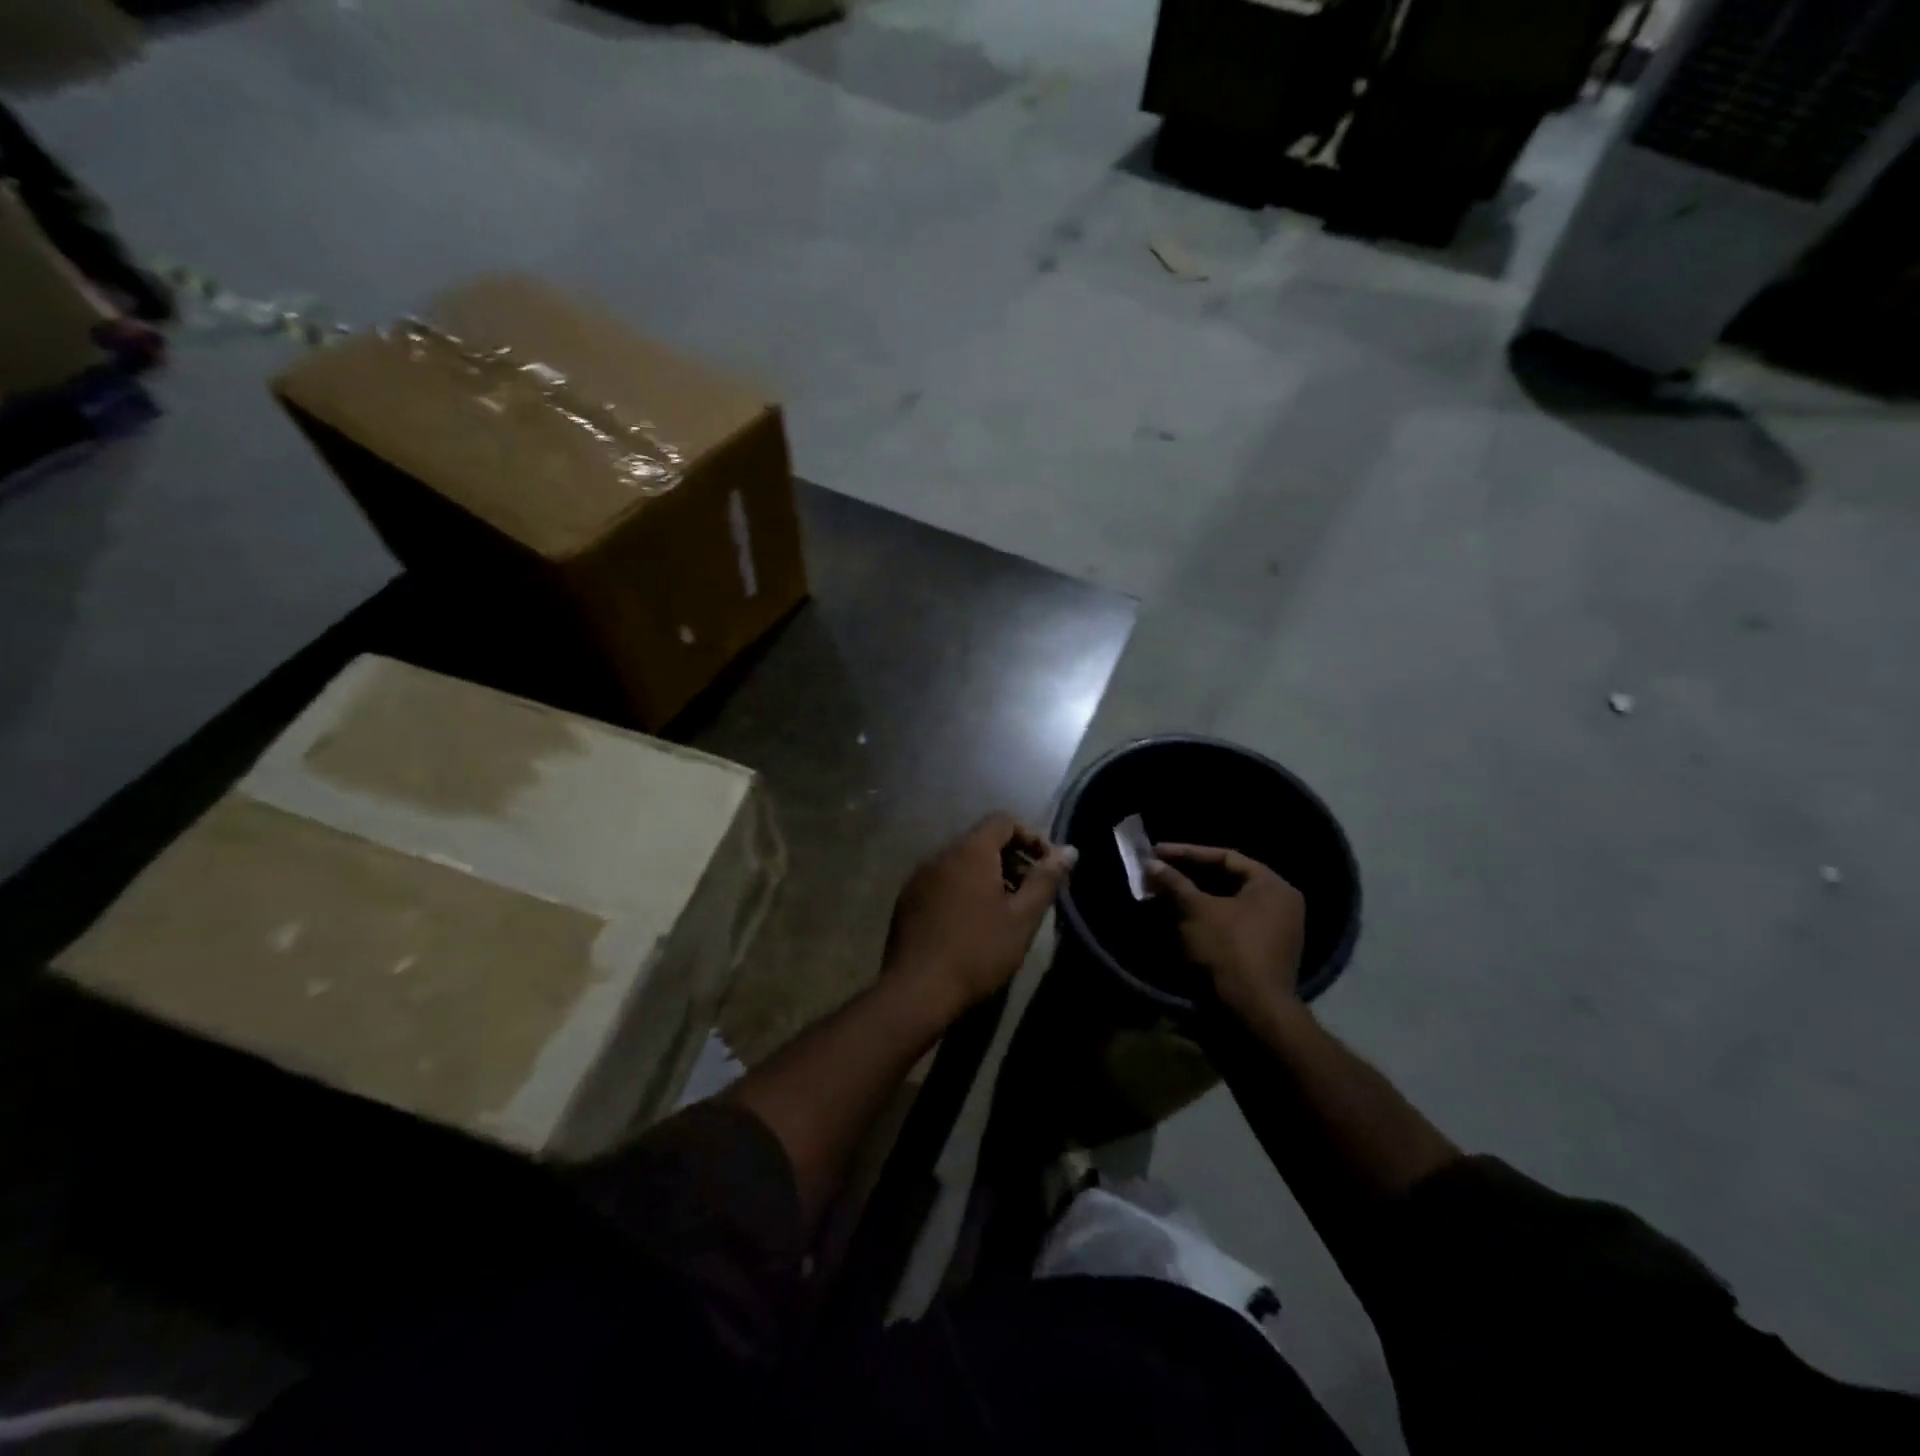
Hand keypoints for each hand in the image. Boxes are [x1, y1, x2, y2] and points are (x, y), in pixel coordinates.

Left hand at [884, 813, 1076, 1016]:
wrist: (917, 989)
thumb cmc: (978, 951)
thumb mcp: (1022, 918)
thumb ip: (1046, 879)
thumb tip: (1069, 851)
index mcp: (970, 851)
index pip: (1003, 821)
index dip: (1030, 838)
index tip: (1046, 868)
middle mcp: (940, 854)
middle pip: (981, 841)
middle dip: (1011, 860)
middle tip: (1029, 894)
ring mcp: (919, 877)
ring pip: (961, 862)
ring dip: (987, 876)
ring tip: (1004, 911)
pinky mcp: (907, 899)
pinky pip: (942, 881)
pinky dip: (963, 890)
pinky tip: (972, 924)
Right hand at [1146, 844, 1304, 1019]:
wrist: (1252, 1013)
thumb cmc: (1228, 950)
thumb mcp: (1196, 910)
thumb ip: (1174, 883)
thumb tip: (1151, 863)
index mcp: (1272, 886)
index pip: (1225, 857)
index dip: (1187, 852)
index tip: (1157, 851)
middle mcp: (1279, 905)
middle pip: (1226, 880)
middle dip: (1187, 876)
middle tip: (1156, 872)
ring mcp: (1273, 932)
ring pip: (1224, 904)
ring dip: (1191, 898)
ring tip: (1159, 895)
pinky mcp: (1260, 954)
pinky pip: (1228, 925)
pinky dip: (1202, 919)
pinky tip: (1174, 919)